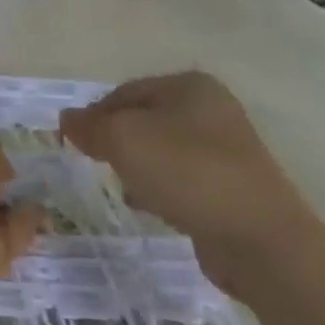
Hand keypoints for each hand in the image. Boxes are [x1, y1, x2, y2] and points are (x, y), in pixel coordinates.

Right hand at [59, 72, 324, 293]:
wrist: (258, 238)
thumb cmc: (186, 173)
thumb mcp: (122, 139)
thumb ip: (89, 126)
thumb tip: (67, 120)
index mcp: (189, 86)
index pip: (122, 92)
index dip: (93, 116)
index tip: (75, 145)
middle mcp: (211, 109)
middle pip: (141, 120)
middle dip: (115, 142)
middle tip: (98, 165)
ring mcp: (226, 148)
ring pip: (159, 150)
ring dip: (135, 167)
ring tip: (124, 187)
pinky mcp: (231, 184)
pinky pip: (180, 177)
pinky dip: (159, 188)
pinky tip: (149, 206)